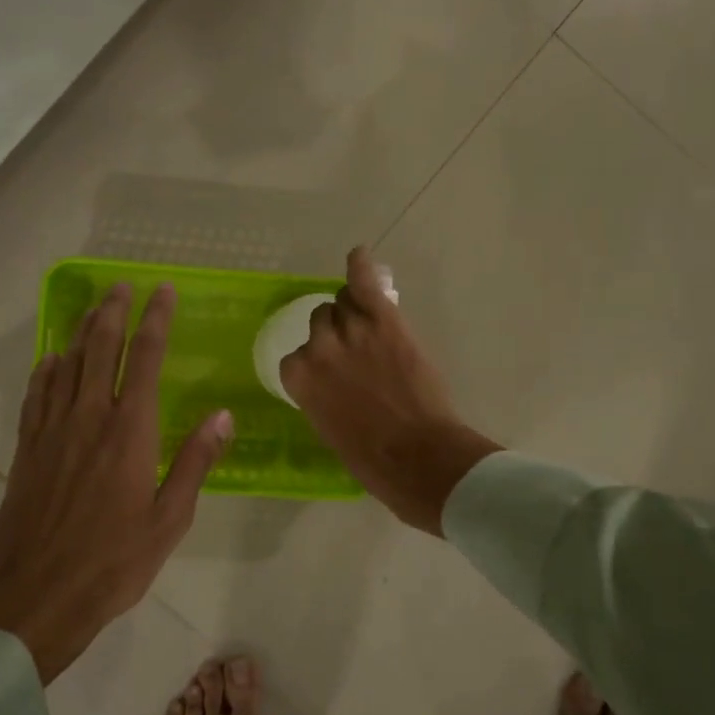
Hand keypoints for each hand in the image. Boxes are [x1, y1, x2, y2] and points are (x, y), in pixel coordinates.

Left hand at [0, 282, 232, 682]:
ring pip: (67, 364)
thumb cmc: (114, 561)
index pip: (144, 358)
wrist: (37, 595)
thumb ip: (195, 462)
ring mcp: (53, 430)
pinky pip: (37, 395)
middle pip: (100, 348)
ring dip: (82, 331)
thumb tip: (222, 416)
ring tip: (94, 309)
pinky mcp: (28, 449)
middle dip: (113, 312)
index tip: (162, 291)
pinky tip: (52, 359)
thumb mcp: (170, 518)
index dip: (155, 320)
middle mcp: (89, 417)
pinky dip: (47, 370)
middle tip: (122, 286)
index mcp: (130, 431)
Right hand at [280, 246, 502, 535]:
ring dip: (354, 312)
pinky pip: (365, 283)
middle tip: (360, 354)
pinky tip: (359, 256)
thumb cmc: (371, 458)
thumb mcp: (329, 428)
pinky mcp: (384, 322)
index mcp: (299, 379)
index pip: (298, 356)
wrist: (417, 457)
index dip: (319, 363)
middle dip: (336, 335)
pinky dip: (361, 268)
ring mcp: (352, 331)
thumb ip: (321, 394)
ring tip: (371, 324)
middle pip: (321, 322)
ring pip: (343, 302)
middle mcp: (318, 348)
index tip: (334, 374)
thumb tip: (331, 382)